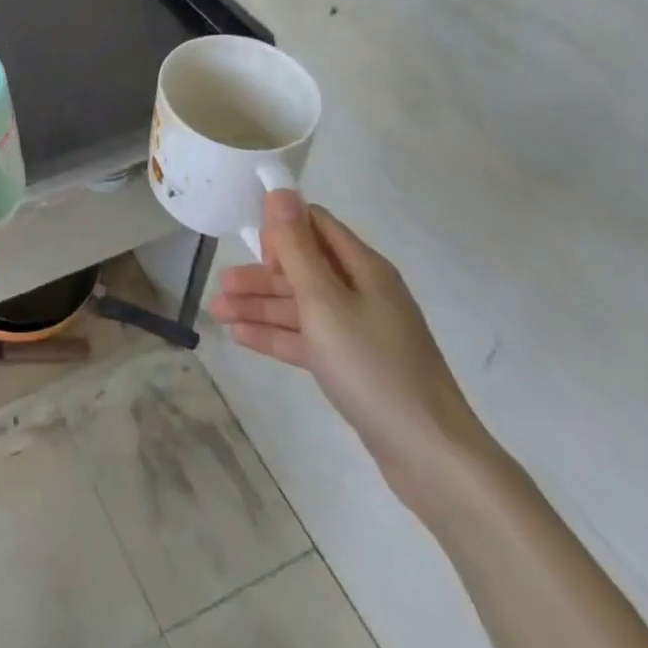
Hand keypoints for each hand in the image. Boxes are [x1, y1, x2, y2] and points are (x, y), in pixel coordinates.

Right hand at [207, 188, 495, 514]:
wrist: (430, 456)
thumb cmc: (372, 366)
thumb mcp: (324, 302)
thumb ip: (297, 248)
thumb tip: (280, 191)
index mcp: (363, 268)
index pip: (317, 225)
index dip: (284, 230)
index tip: (254, 249)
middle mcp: (363, 292)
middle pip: (303, 268)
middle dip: (261, 274)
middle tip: (222, 284)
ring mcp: (360, 331)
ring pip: (301, 306)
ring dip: (260, 306)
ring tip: (217, 312)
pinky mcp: (354, 365)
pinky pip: (308, 338)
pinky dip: (276, 335)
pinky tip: (240, 336)